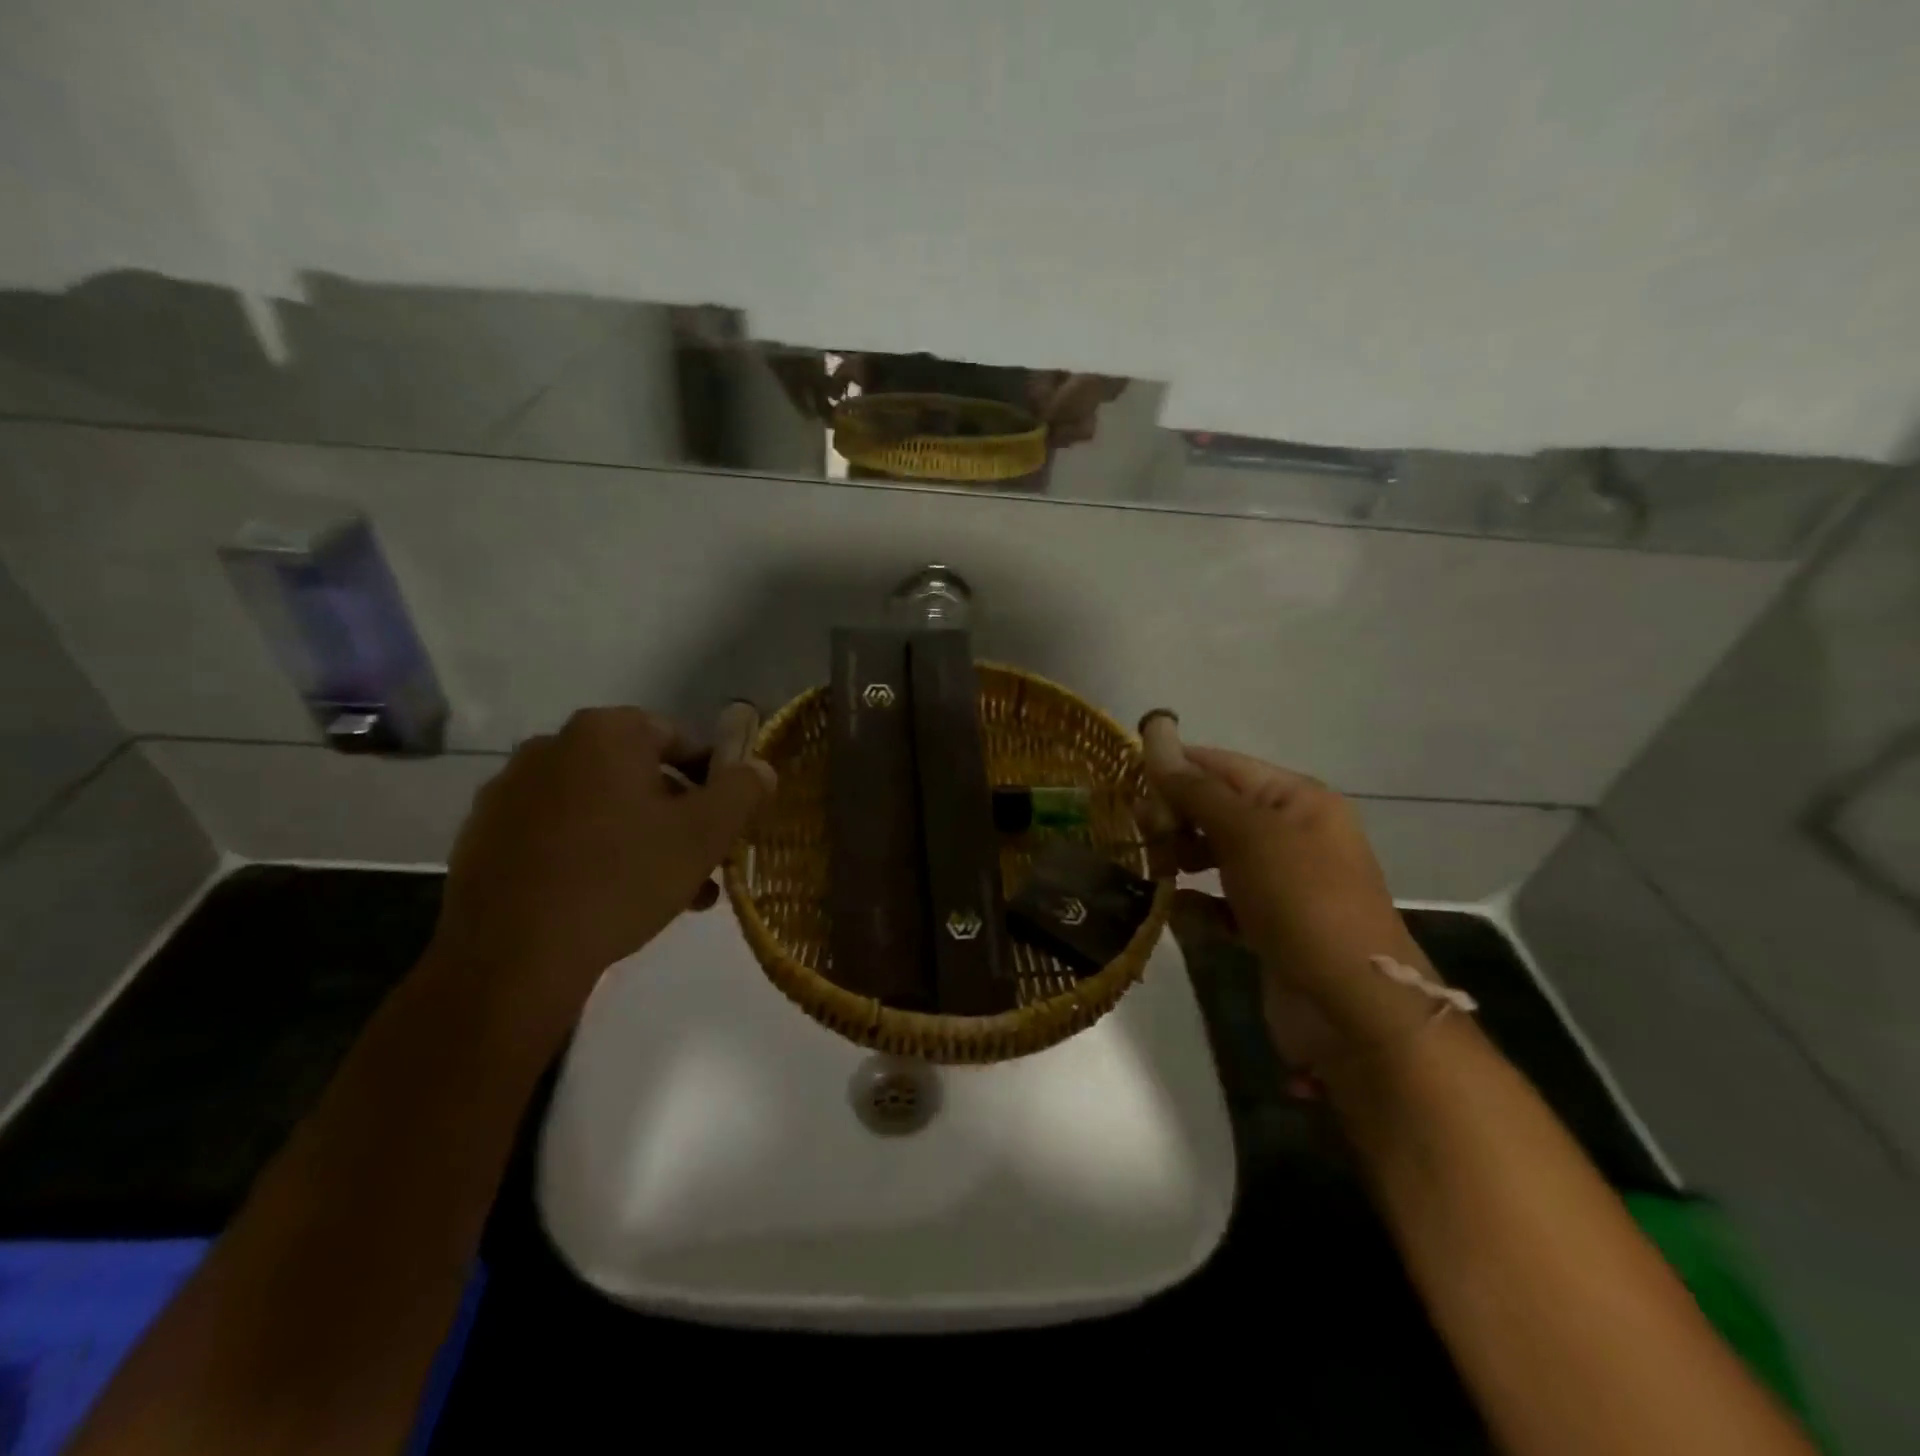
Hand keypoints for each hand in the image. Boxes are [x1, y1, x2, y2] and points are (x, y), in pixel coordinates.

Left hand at [433, 707, 774, 1038]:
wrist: (511, 957)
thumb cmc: (621, 878)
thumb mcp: (704, 834)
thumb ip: (742, 791)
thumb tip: (761, 767)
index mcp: (605, 733)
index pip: (678, 738)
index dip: (712, 777)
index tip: (726, 821)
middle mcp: (552, 746)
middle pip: (638, 776)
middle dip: (677, 817)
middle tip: (702, 863)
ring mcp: (510, 791)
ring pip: (600, 808)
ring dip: (640, 840)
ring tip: (669, 894)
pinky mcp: (484, 836)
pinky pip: (558, 834)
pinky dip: (591, 854)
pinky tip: (611, 900)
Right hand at [1140, 716, 1424, 1058]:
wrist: (1353, 1007)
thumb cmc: (1302, 901)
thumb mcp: (1249, 834)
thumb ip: (1197, 791)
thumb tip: (1157, 740)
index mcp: (1296, 799)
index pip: (1222, 766)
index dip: (1175, 768)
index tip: (1128, 783)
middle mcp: (1290, 833)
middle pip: (1216, 808)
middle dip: (1175, 816)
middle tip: (1143, 835)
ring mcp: (1281, 881)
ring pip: (1215, 854)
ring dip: (1180, 858)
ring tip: (1156, 871)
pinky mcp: (1268, 924)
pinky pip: (1220, 901)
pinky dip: (1197, 904)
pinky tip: (1178, 912)